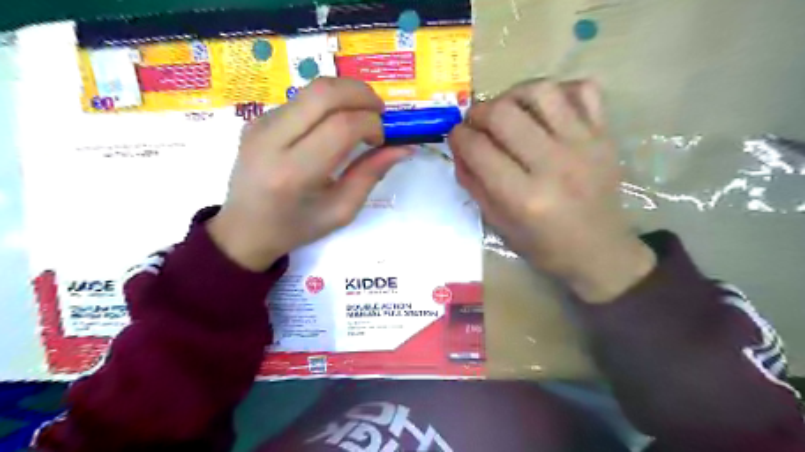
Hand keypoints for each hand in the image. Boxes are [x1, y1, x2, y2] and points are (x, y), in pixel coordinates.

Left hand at [209, 76, 409, 270]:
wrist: (244, 229)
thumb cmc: (297, 227)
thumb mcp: (341, 210)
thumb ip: (372, 174)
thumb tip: (404, 148)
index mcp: (293, 173)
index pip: (341, 126)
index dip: (372, 124)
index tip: (383, 139)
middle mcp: (271, 140)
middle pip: (325, 92)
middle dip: (362, 94)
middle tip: (380, 113)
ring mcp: (260, 124)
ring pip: (313, 89)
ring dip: (346, 95)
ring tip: (361, 118)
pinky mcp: (257, 118)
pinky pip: (301, 99)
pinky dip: (328, 104)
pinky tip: (334, 126)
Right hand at [450, 79, 655, 304]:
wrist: (599, 251)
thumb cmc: (543, 247)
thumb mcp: (498, 224)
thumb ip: (473, 183)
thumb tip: (458, 148)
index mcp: (524, 198)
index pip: (478, 149)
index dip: (457, 136)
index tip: (455, 136)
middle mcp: (553, 165)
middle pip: (503, 113)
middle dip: (478, 112)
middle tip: (476, 123)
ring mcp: (584, 145)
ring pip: (541, 91)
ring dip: (513, 95)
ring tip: (507, 110)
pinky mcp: (605, 135)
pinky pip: (583, 89)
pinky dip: (559, 91)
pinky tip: (545, 109)